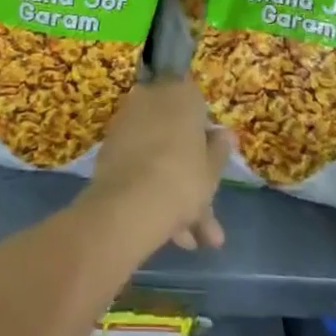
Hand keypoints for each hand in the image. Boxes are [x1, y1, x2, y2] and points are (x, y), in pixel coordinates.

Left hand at [86, 78, 232, 253]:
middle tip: (205, 220)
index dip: (205, 140)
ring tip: (188, 241)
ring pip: (158, 154)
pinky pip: (138, 162)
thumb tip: (225, 135)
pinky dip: (150, 188)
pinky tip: (167, 232)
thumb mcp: (213, 170)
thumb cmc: (183, 179)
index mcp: (182, 94)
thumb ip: (220, 150)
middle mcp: (152, 96)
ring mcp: (128, 120)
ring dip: (174, 193)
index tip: (210, 168)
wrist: (130, 203)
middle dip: (191, 177)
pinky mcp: (110, 145)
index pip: (199, 108)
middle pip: (176, 136)